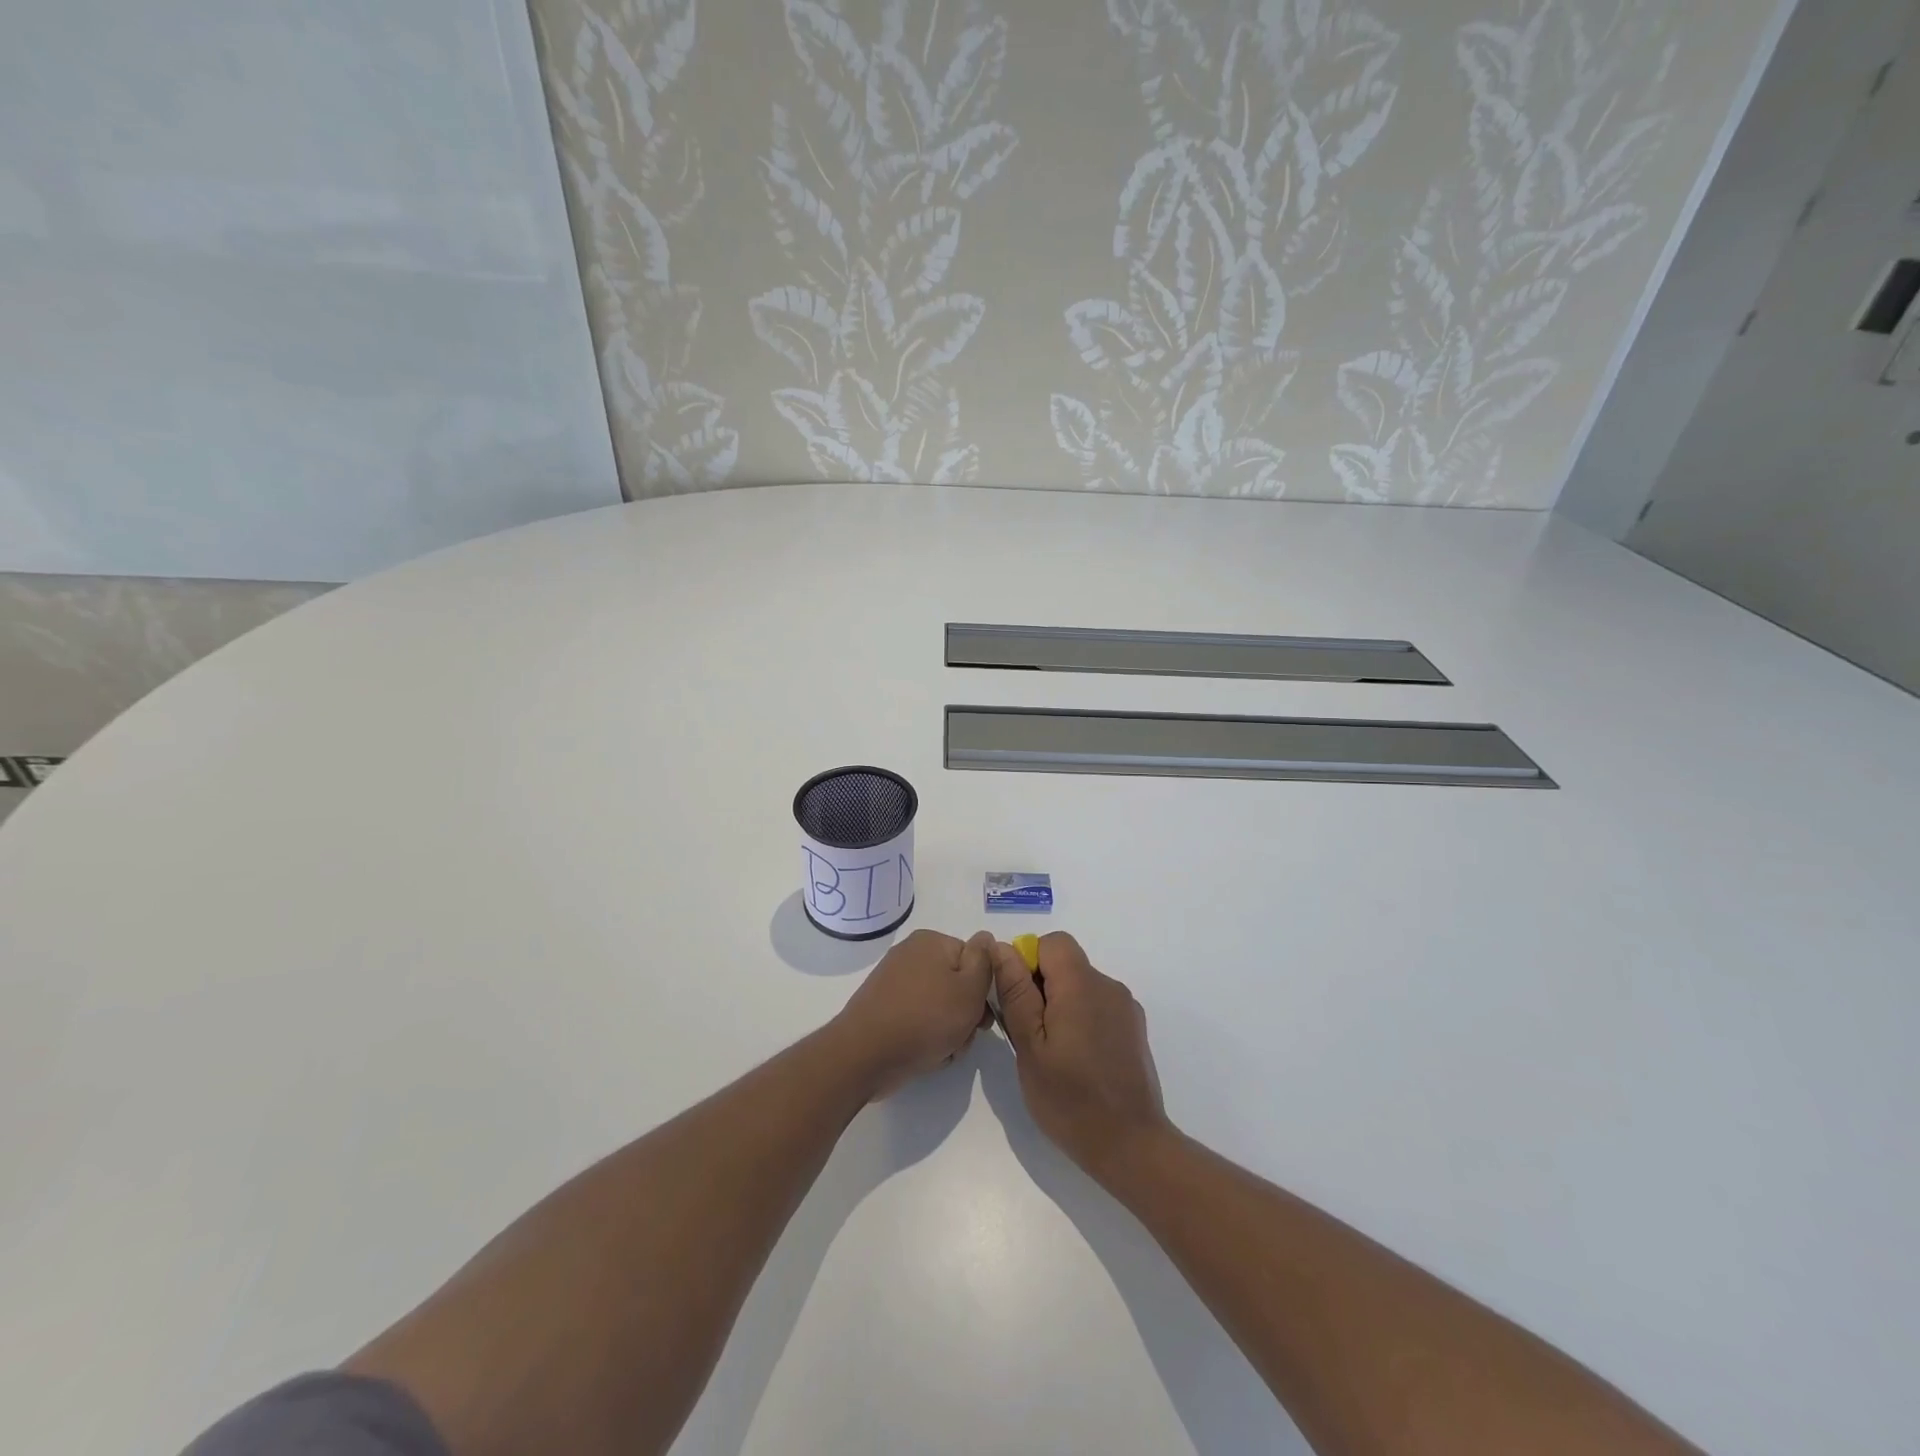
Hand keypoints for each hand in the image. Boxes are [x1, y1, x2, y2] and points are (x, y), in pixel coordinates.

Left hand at [833, 930, 994, 1097]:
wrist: (866, 1055)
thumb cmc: (925, 1019)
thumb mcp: (969, 989)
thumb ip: (984, 961)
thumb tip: (986, 938)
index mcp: (931, 942)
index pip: (973, 960)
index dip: (982, 990)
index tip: (982, 1016)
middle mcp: (911, 955)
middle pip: (955, 984)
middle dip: (965, 1015)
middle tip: (963, 1037)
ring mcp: (894, 982)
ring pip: (939, 1006)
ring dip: (948, 1031)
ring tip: (943, 1051)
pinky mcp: (883, 1008)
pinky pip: (917, 1018)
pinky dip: (926, 1036)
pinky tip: (926, 1055)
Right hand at [990, 932, 1168, 1179]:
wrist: (1130, 1145)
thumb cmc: (1069, 1098)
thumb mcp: (1029, 1045)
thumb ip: (1016, 991)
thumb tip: (1002, 948)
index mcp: (1081, 984)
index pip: (1052, 943)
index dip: (1030, 962)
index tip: (1020, 1002)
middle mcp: (1108, 986)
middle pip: (1067, 964)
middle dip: (1043, 987)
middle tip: (1031, 1035)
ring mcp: (1126, 1008)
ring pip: (1081, 986)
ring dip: (1062, 1006)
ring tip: (1054, 1054)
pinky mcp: (1134, 1030)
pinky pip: (1099, 1007)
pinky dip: (1082, 1021)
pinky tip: (1078, 1062)